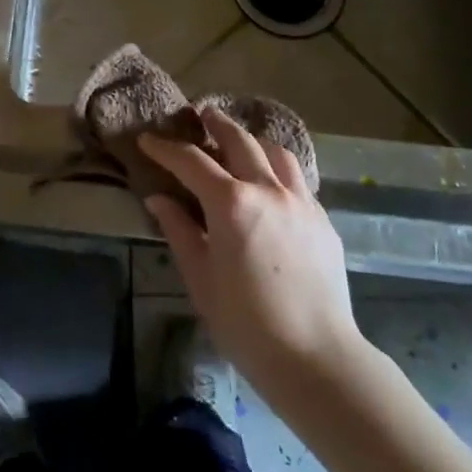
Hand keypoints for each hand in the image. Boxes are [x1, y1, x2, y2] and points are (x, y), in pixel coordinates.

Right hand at [140, 107, 362, 391]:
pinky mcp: (323, 219)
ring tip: (240, 141)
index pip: (191, 162)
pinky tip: (271, 180)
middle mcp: (268, 190)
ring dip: (253, 140)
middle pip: (240, 141)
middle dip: (216, 125)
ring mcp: (301, 201)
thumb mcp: (200, 278)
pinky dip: (278, 167)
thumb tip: (159, 199)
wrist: (317, 357)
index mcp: (231, 204)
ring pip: (276, 152)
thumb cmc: (246, 323)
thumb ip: (179, 230)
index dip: (165, 148)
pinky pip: (297, 178)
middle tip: (201, 115)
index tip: (147, 140)